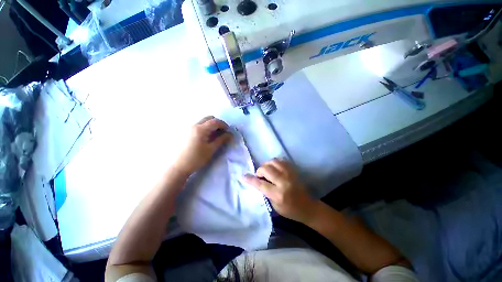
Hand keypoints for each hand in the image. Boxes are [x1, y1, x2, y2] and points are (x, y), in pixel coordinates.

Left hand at [173, 116, 231, 175]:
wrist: (178, 166)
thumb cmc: (196, 158)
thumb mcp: (211, 149)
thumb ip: (221, 140)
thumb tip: (230, 134)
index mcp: (201, 129)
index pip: (215, 121)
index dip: (223, 125)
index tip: (228, 131)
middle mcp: (194, 125)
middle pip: (208, 118)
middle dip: (217, 123)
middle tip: (221, 132)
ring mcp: (188, 127)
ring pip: (203, 121)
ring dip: (210, 125)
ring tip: (213, 135)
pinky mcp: (185, 131)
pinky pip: (197, 125)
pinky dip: (204, 127)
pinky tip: (205, 137)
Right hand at [244, 158, 316, 222]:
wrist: (308, 206)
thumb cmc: (290, 210)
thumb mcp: (275, 206)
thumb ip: (265, 193)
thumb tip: (257, 181)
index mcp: (278, 194)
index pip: (260, 184)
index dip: (250, 179)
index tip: (244, 176)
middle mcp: (284, 182)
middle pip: (266, 169)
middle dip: (259, 171)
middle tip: (260, 176)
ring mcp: (290, 174)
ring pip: (273, 161)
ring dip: (267, 164)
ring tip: (267, 170)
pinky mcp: (294, 170)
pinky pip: (281, 160)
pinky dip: (275, 162)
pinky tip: (274, 167)